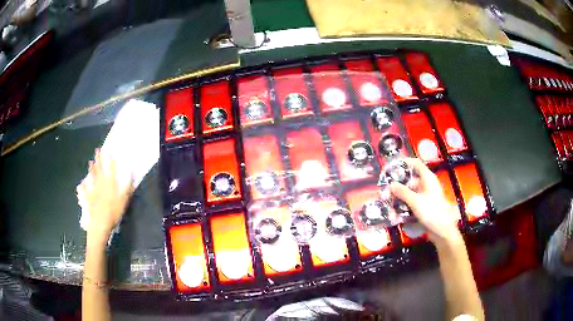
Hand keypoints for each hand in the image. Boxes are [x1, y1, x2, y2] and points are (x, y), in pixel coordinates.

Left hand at [78, 149, 133, 242]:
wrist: (100, 224)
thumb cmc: (113, 213)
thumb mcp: (123, 201)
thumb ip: (127, 187)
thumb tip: (130, 173)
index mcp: (110, 185)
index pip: (111, 170)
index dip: (110, 160)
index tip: (110, 151)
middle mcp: (101, 185)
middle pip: (100, 170)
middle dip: (99, 160)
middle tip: (98, 150)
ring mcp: (93, 191)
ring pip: (93, 178)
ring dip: (92, 169)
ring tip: (91, 162)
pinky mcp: (89, 199)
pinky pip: (85, 191)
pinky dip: (84, 186)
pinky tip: (82, 182)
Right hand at [389, 158, 460, 246]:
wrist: (442, 230)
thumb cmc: (432, 211)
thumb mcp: (415, 201)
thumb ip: (402, 192)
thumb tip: (390, 184)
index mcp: (428, 178)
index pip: (415, 164)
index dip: (404, 162)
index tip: (391, 167)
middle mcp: (426, 185)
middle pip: (410, 179)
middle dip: (398, 184)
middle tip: (385, 189)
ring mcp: (425, 196)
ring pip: (410, 192)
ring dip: (399, 197)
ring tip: (388, 202)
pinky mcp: (423, 206)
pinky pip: (411, 202)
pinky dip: (404, 205)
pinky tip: (395, 211)